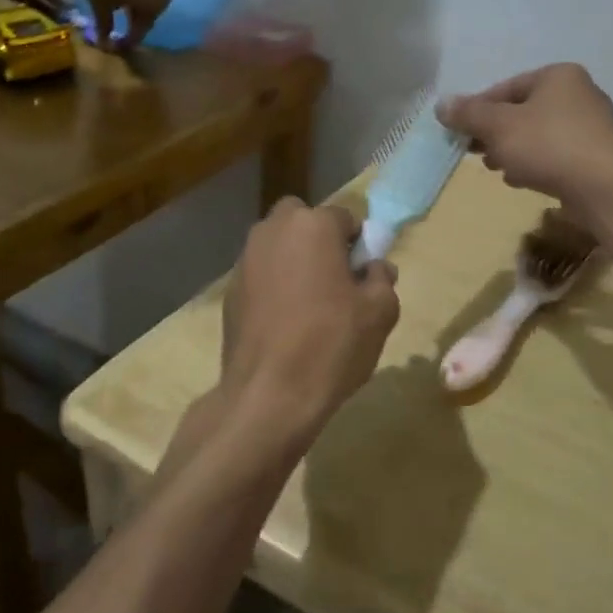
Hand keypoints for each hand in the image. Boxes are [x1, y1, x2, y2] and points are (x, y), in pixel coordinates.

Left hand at [220, 200, 399, 440]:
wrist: (269, 395)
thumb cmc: (332, 345)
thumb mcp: (379, 312)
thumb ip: (382, 279)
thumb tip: (375, 268)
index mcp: (313, 225)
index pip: (344, 217)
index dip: (358, 244)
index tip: (363, 275)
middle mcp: (273, 230)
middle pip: (302, 220)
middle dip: (318, 239)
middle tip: (334, 280)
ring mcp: (245, 260)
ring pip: (277, 245)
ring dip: (294, 261)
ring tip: (309, 304)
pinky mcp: (229, 290)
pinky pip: (260, 274)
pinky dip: (273, 285)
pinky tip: (284, 322)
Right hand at [437, 64, 612, 205]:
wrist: (605, 188)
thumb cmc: (549, 146)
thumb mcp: (499, 126)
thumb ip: (469, 114)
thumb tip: (441, 104)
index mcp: (558, 76)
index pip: (506, 88)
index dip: (477, 109)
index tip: (459, 132)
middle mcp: (579, 94)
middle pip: (523, 111)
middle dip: (495, 133)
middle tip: (476, 153)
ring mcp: (592, 127)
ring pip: (538, 135)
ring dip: (513, 150)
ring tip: (497, 170)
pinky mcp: (598, 157)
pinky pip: (557, 155)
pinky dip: (536, 164)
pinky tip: (522, 181)